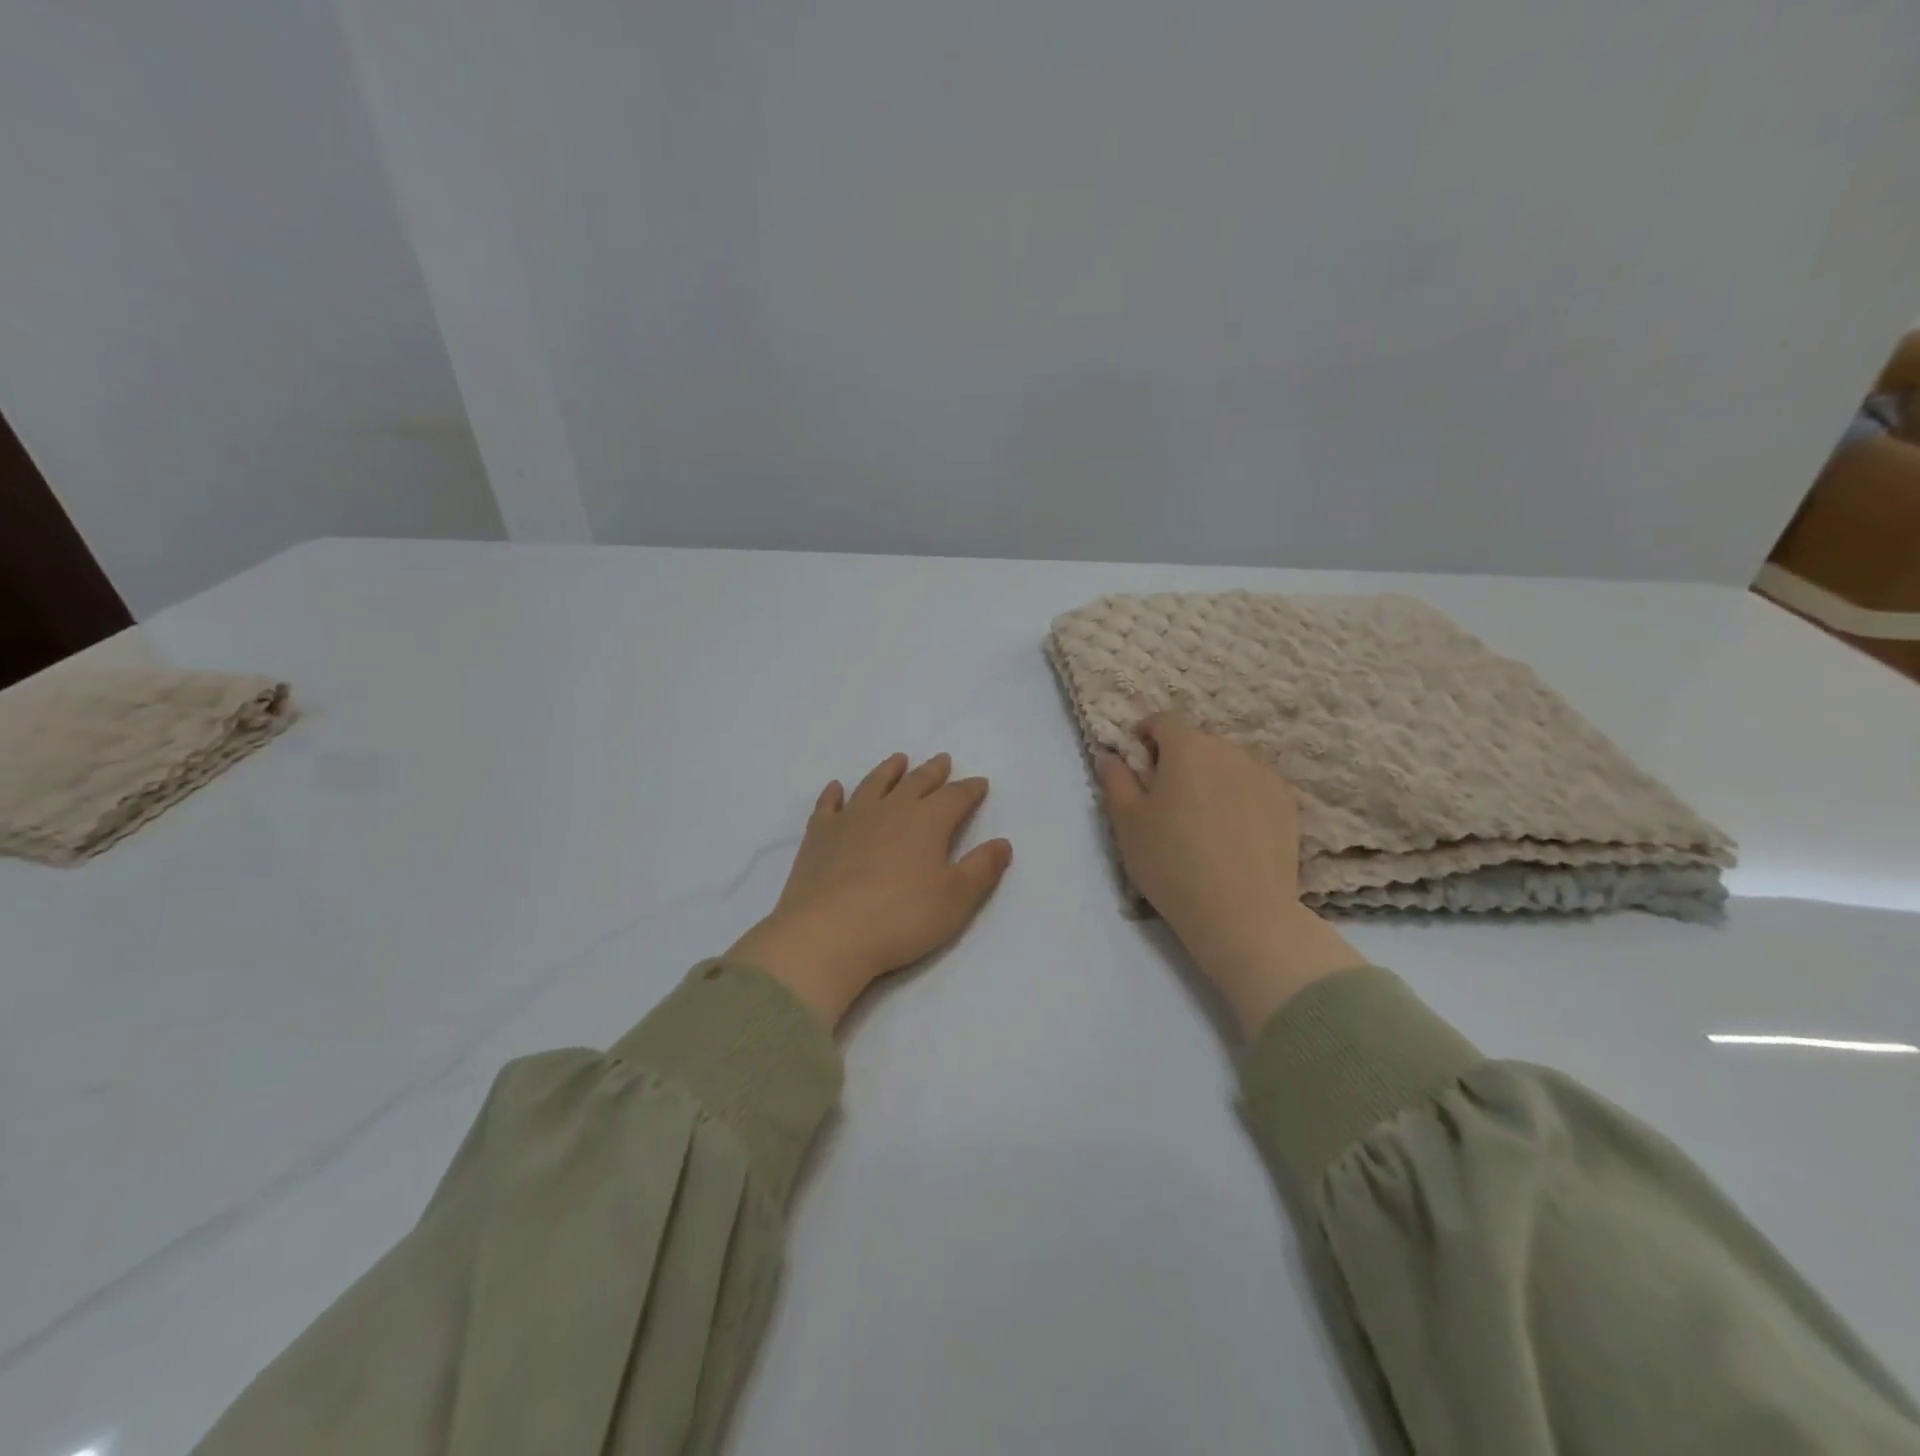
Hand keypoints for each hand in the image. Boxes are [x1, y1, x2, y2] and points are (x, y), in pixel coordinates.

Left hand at [727, 752, 1012, 1026]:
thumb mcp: (956, 900)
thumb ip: (981, 869)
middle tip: (942, 761)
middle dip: (933, 772)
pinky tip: (836, 788)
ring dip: (888, 771)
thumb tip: (1003, 843)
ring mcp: (851, 819)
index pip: (955, 797)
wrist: (829, 933)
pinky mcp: (819, 836)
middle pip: (916, 783)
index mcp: (927, 822)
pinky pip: (828, 806)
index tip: (980, 784)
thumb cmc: (901, 918)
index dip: (970, 790)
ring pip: (874, 784)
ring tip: (898, 760)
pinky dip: (833, 794)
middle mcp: (890, 810)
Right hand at [1098, 713, 1363, 1035]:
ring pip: (1226, 763)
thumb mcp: (1127, 822)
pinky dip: (1236, 797)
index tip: (1138, 765)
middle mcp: (1229, 750)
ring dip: (1208, 778)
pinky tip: (1230, 833)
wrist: (1243, 913)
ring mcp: (1263, 775)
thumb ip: (1115, 780)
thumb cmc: (1172, 863)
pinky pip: (1252, 786)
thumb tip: (1110, 755)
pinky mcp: (1286, 803)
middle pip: (1196, 741)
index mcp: (1187, 747)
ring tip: (1199, 820)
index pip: (1162, 721)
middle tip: (1164, 801)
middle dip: (1177, 760)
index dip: (1145, 736)